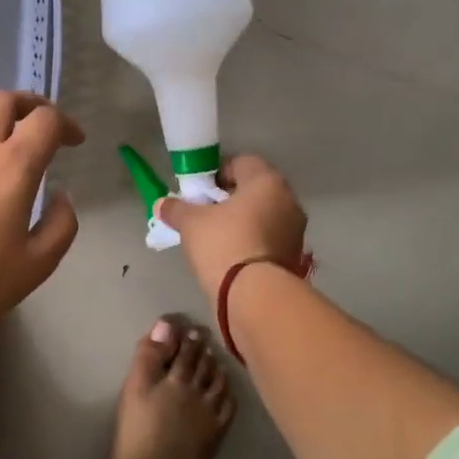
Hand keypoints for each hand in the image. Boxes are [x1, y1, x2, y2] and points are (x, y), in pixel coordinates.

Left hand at [0, 91, 83, 344]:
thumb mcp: (38, 263)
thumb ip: (60, 224)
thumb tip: (60, 197)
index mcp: (13, 165)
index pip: (45, 121)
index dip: (65, 124)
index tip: (74, 141)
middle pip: (2, 100)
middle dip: (28, 103)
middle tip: (40, 124)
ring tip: (3, 135)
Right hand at [155, 155, 307, 300]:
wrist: (253, 295)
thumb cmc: (223, 244)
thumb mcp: (191, 223)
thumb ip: (176, 208)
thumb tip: (162, 204)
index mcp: (267, 181)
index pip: (241, 162)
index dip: (216, 172)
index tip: (199, 190)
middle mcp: (288, 200)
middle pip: (254, 189)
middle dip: (229, 198)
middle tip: (204, 212)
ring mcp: (295, 229)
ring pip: (263, 214)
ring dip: (242, 220)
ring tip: (215, 236)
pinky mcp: (294, 255)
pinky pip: (268, 237)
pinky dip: (251, 239)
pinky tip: (231, 254)